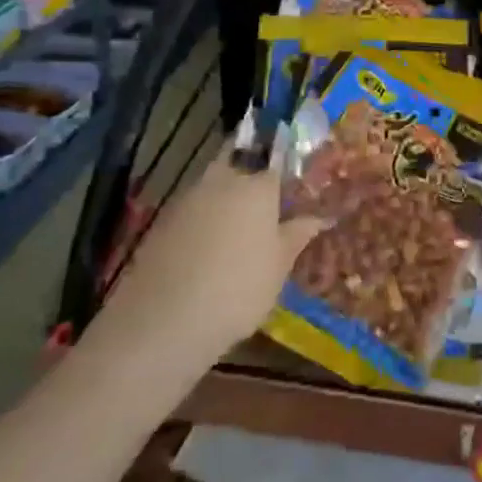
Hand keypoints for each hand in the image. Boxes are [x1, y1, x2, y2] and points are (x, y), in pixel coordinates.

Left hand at [103, 148, 324, 353]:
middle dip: (249, 172)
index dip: (284, 174)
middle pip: (238, 161)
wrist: (163, 320)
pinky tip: (207, 249)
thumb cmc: (238, 289)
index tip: (290, 189)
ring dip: (224, 197)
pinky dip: (202, 220)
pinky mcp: (162, 220)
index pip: (277, 163)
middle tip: (262, 201)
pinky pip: (192, 209)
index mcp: (258, 186)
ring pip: (213, 185)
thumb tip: (320, 217)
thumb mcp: (279, 267)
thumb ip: (297, 235)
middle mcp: (223, 180)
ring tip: (237, 229)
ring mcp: (188, 198)